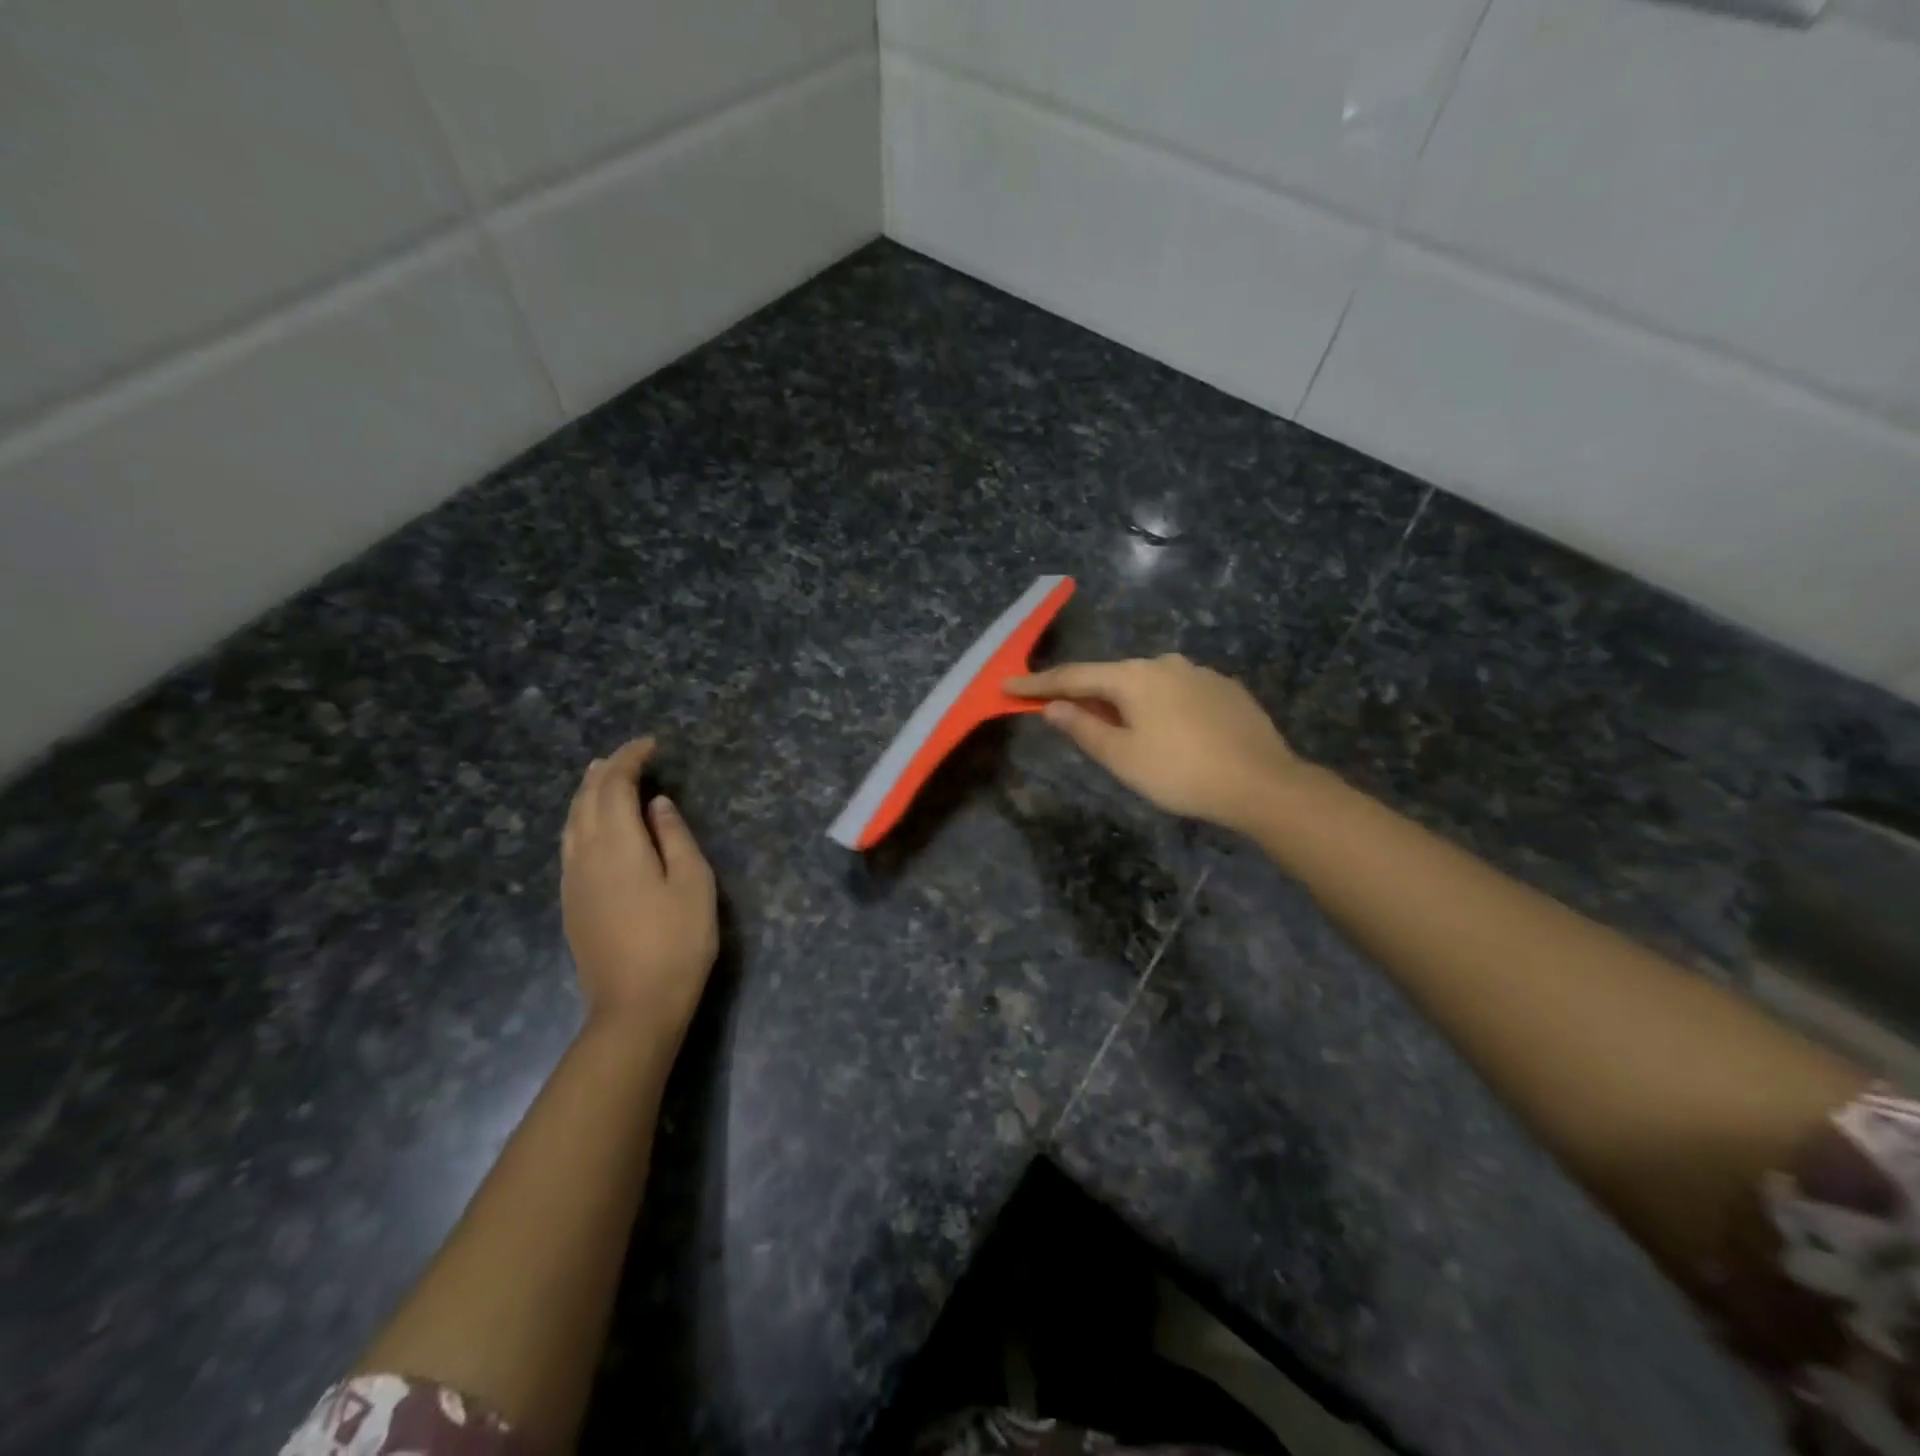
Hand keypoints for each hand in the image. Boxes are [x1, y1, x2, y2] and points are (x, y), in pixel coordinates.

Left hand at [561, 738, 717, 1046]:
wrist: (634, 1007)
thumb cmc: (676, 942)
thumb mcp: (693, 883)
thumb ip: (674, 837)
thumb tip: (657, 804)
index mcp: (617, 845)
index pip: (614, 786)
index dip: (630, 759)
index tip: (651, 745)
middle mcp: (584, 855)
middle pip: (585, 800)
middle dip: (605, 771)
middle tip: (629, 756)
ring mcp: (572, 881)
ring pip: (571, 822)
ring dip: (587, 794)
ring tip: (603, 777)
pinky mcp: (570, 903)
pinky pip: (569, 844)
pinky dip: (581, 820)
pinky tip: (592, 825)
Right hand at [1006, 655, 1303, 832]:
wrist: (1262, 783)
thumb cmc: (1181, 773)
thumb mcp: (1122, 757)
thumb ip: (1083, 729)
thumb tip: (1052, 707)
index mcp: (1134, 677)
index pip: (1074, 677)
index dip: (1038, 685)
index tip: (1008, 686)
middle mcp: (1165, 663)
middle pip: (1111, 677)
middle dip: (1085, 694)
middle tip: (1063, 713)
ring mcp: (1199, 672)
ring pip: (1147, 684)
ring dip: (1125, 702)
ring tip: (1122, 730)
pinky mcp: (1225, 688)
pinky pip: (1177, 691)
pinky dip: (1159, 706)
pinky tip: (1168, 730)